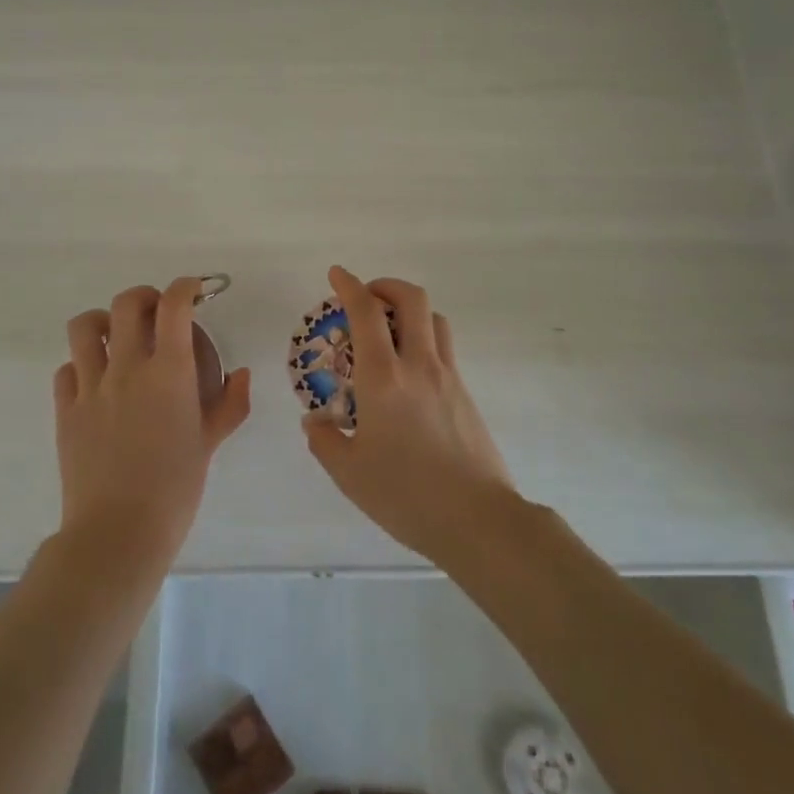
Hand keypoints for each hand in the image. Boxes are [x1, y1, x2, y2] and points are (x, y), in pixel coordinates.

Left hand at [53, 277, 251, 568]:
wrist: (118, 532)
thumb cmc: (175, 488)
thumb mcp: (209, 444)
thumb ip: (229, 404)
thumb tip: (242, 374)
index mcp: (169, 371)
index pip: (174, 306)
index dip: (185, 287)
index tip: (193, 290)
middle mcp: (127, 367)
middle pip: (126, 303)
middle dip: (145, 297)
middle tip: (156, 313)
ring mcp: (90, 386)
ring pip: (84, 326)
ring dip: (103, 322)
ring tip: (115, 337)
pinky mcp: (65, 410)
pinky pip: (66, 369)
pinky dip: (81, 365)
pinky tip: (95, 382)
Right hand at [300, 266, 514, 562]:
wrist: (478, 519)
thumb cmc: (406, 495)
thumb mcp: (349, 473)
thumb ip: (325, 441)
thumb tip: (315, 421)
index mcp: (383, 378)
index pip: (365, 312)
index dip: (349, 285)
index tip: (336, 274)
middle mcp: (418, 365)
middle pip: (411, 299)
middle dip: (386, 286)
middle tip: (366, 297)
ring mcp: (448, 376)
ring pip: (434, 319)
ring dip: (409, 311)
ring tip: (390, 331)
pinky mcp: (466, 394)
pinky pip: (444, 348)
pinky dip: (424, 340)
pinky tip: (409, 374)